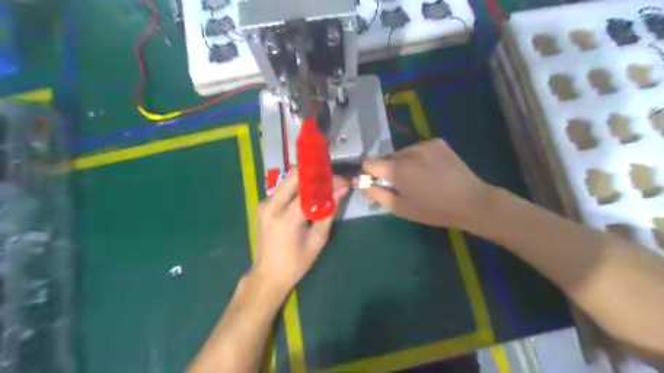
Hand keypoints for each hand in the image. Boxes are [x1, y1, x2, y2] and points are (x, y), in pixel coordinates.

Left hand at [251, 170, 349, 297]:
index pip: (309, 188)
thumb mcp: (317, 239)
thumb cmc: (296, 263)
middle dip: (316, 172)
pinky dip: (298, 186)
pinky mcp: (263, 205)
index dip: (328, 181)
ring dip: (307, 178)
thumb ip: (329, 211)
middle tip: (333, 178)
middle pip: (294, 175)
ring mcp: (264, 203)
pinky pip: (283, 188)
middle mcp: (271, 205)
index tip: (343, 181)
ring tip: (324, 184)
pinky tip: (310, 193)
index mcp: (286, 218)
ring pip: (288, 179)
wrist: (268, 275)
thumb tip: (342, 190)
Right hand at [361, 138, 494, 229]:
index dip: (369, 173)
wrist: (471, 201)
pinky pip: (418, 148)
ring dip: (404, 163)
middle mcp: (408, 151)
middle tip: (403, 185)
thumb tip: (360, 182)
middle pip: (386, 157)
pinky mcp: (438, 142)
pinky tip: (432, 169)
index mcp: (397, 169)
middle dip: (388, 169)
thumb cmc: (433, 210)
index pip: (369, 162)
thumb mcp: (400, 208)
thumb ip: (376, 193)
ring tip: (420, 178)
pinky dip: (419, 157)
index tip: (377, 183)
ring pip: (402, 152)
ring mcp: (425, 144)